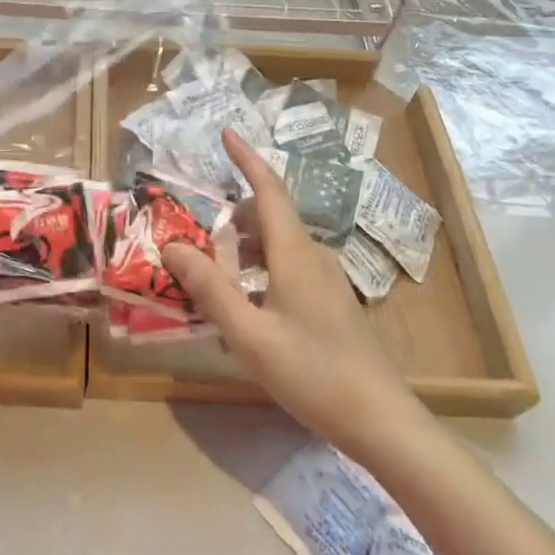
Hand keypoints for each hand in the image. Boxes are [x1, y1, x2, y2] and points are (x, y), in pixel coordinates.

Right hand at [163, 131, 416, 457]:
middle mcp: (312, 255)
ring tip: (212, 283)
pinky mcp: (330, 302)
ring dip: (242, 251)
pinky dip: (258, 272)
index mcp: (294, 253)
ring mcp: (325, 279)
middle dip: (230, 220)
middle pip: (267, 216)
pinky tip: (244, 311)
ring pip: (275, 245)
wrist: (381, 421)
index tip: (226, 133)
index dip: (246, 159)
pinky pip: (286, 268)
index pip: (267, 189)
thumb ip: (209, 288)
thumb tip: (172, 246)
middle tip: (194, 246)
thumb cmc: (313, 373)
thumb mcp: (249, 335)